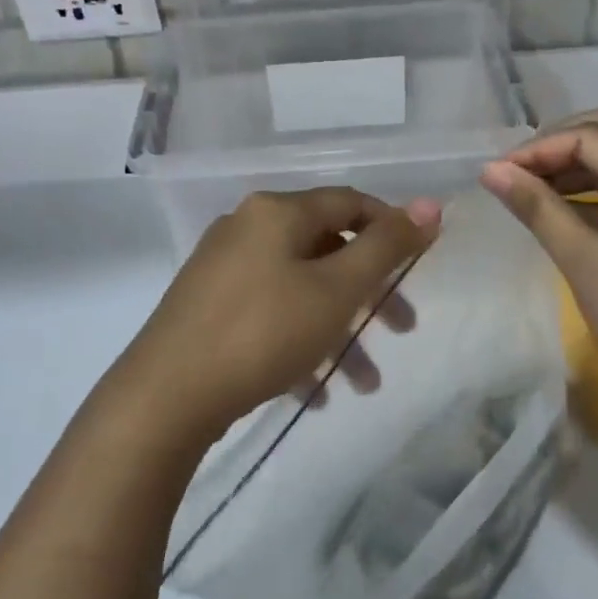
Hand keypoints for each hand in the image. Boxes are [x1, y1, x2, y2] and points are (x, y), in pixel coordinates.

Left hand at [116, 188, 441, 447]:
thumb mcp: (337, 289)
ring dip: (339, 331)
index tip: (420, 263)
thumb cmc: (264, 332)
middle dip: (370, 293)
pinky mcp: (208, 309)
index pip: (349, 203)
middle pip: (327, 251)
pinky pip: (270, 316)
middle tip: (402, 328)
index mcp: (276, 213)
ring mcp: (223, 270)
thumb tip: (431, 205)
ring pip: (300, 291)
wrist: (166, 396)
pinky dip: (300, 345)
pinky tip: (317, 391)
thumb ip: (387, 246)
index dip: (391, 227)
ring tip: (364, 384)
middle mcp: (247, 230)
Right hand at [480, 103, 597, 416]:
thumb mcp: (583, 261)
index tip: (500, 173)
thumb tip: (491, 170)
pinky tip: (565, 208)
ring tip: (535, 187)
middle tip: (523, 168)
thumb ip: (537, 208)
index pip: (593, 137)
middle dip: (566, 138)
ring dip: (582, 160)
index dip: (540, 148)